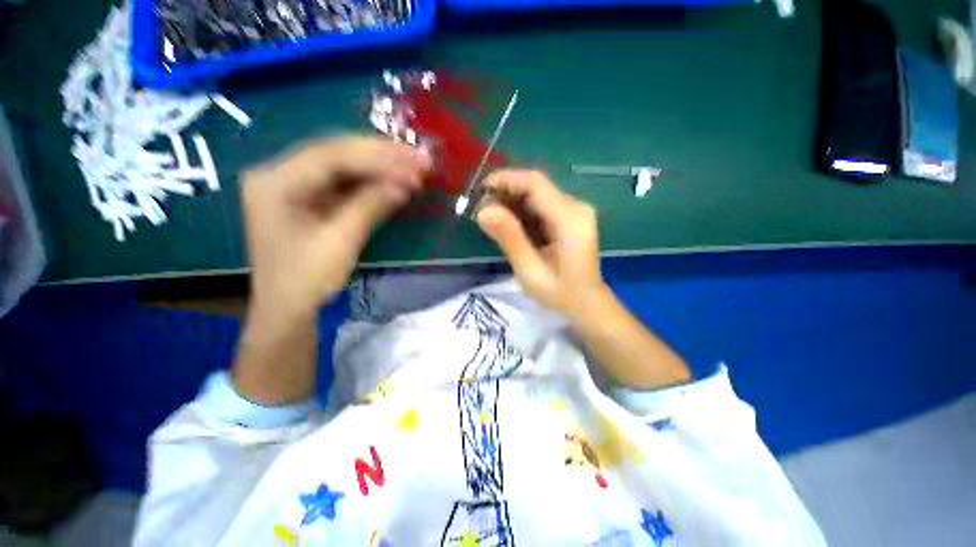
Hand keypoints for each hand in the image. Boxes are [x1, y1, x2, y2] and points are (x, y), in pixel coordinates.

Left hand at [241, 136, 430, 322]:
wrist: (287, 309)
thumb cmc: (307, 280)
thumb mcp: (341, 242)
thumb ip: (371, 205)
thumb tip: (406, 182)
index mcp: (275, 182)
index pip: (331, 157)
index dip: (377, 158)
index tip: (413, 163)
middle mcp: (278, 173)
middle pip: (336, 153)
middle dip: (381, 156)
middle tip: (419, 158)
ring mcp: (292, 184)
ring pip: (342, 164)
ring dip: (379, 166)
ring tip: (413, 166)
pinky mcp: (306, 197)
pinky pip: (342, 181)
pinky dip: (370, 181)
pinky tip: (393, 179)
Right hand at [475, 170, 608, 318]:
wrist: (586, 303)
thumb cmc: (560, 294)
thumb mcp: (530, 271)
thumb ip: (510, 239)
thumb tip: (483, 210)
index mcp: (570, 220)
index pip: (535, 184)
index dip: (505, 180)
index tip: (479, 191)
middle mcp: (576, 207)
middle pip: (536, 185)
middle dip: (505, 191)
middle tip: (481, 210)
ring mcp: (575, 210)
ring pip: (536, 193)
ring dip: (511, 200)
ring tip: (490, 217)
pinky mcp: (570, 216)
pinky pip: (541, 204)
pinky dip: (521, 209)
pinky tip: (508, 223)